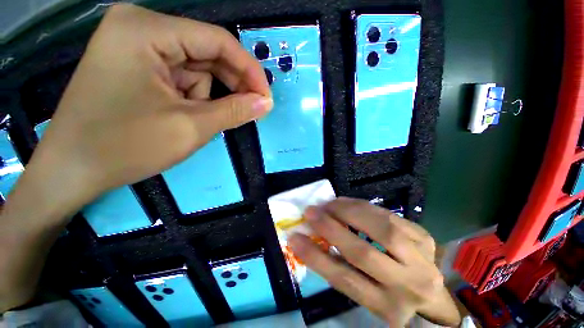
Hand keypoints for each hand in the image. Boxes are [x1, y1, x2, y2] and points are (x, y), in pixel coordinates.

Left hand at [28, 4, 272, 207]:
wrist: (72, 170)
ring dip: (209, 96)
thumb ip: (235, 111)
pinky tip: (187, 116)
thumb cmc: (124, 147)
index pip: (218, 41)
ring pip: (196, 68)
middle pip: (207, 52)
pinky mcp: (135, 65)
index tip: (266, 98)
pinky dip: (194, 97)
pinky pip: (181, 77)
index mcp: (146, 30)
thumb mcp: (190, 127)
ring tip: (204, 120)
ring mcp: (135, 46)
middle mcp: (140, 28)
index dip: (249, 70)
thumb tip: (266, 103)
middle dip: (232, 84)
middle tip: (252, 110)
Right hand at [289, 198, 460, 326]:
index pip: (344, 279)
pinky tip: (347, 203)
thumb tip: (314, 238)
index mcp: (387, 307)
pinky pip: (388, 215)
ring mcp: (422, 257)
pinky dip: (363, 206)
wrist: (432, 293)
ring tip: (328, 204)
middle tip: (310, 212)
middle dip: (330, 228)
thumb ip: (341, 268)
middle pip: (363, 252)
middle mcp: (408, 285)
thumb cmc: (390, 295)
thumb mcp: (366, 293)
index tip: (294, 238)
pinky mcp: (423, 236)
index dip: (316, 257)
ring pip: (380, 227)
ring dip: (347, 211)